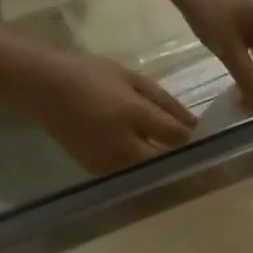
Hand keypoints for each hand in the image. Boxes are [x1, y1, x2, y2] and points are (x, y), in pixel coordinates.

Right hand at [7, 49, 196, 174]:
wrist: (42, 88)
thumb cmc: (91, 76)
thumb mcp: (133, 80)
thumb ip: (166, 103)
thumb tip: (196, 125)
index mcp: (133, 115)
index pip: (176, 136)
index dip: (196, 140)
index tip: (211, 141)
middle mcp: (123, 145)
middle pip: (166, 161)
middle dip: (184, 161)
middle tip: (201, 159)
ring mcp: (110, 163)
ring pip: (151, 173)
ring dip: (166, 169)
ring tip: (179, 163)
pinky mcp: (100, 173)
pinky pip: (133, 176)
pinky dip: (145, 171)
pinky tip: (150, 162)